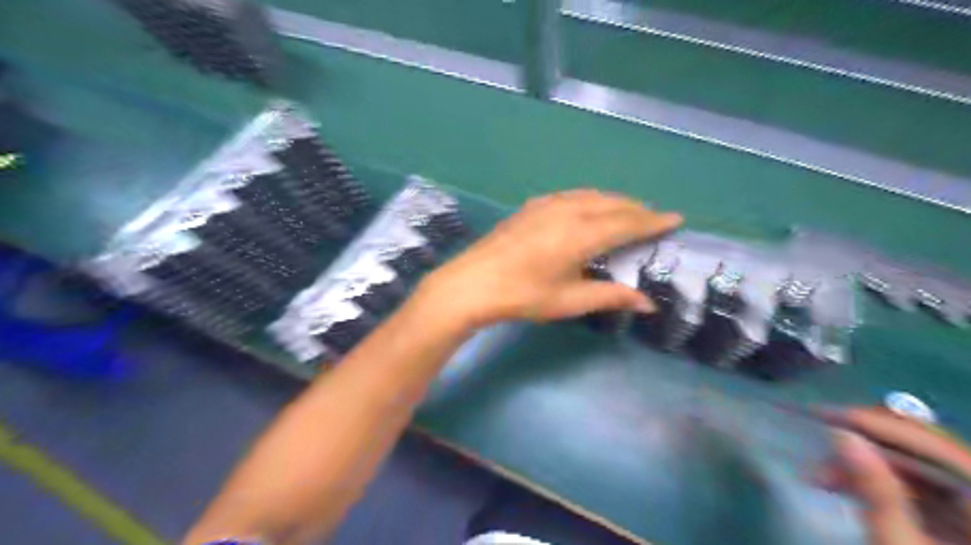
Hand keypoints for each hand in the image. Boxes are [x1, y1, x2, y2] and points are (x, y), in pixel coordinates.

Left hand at [415, 187, 680, 330]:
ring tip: (627, 212)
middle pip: (612, 203)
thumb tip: (648, 304)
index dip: (653, 221)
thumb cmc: (523, 295)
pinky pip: (570, 196)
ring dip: (613, 202)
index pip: (628, 223)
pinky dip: (589, 199)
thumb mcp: (570, 301)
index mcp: (582, 234)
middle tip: (654, 219)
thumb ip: (611, 297)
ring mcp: (546, 205)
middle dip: (637, 209)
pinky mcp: (530, 207)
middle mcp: (568, 211)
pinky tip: (587, 208)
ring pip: (590, 195)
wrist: (472, 283)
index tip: (676, 218)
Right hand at [819, 409, 970, 543]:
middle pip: (931, 451)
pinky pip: (920, 485)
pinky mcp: (963, 520)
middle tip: (819, 450)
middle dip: (867, 445)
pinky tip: (844, 485)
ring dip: (866, 464)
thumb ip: (875, 491)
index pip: (940, 449)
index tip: (824, 414)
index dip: (880, 425)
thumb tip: (842, 435)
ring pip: (920, 466)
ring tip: (820, 477)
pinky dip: (878, 480)